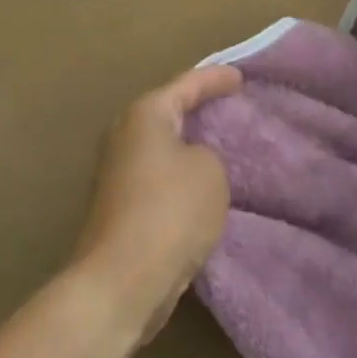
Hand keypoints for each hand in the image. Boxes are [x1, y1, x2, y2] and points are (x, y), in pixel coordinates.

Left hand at [70, 64, 237, 345]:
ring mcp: (116, 171)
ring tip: (219, 146)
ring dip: (187, 147)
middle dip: (196, 109)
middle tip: (228, 106)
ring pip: (162, 147)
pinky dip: (179, 177)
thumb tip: (190, 162)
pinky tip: (200, 187)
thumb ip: (207, 153)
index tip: (240, 77)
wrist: (121, 281)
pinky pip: (158, 177)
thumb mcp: (210, 171)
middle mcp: (124, 135)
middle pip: (168, 113)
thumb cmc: (170, 211)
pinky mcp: (118, 206)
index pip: (187, 84)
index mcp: (145, 114)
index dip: (216, 79)